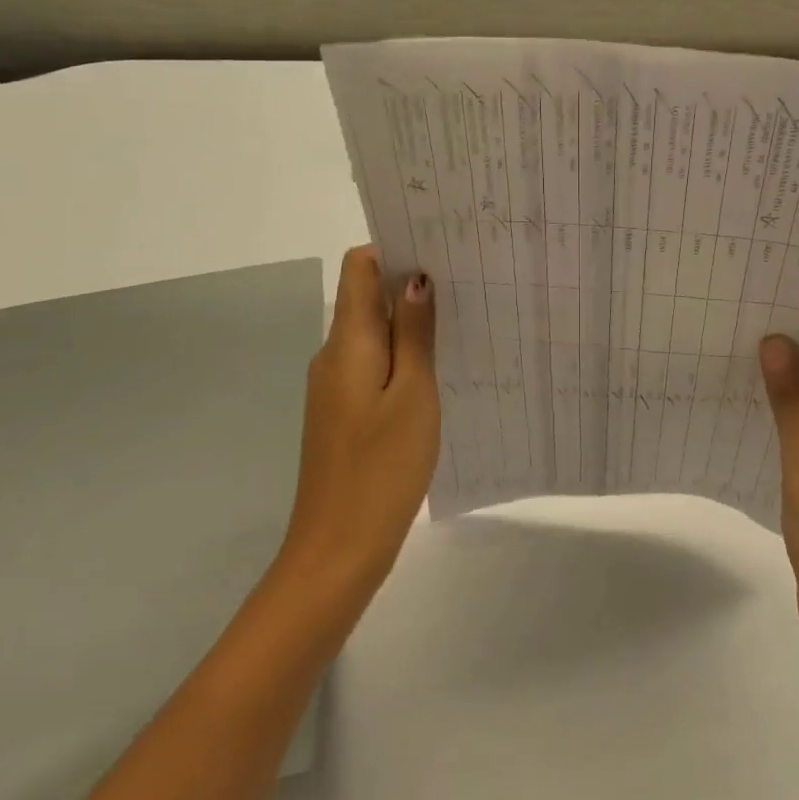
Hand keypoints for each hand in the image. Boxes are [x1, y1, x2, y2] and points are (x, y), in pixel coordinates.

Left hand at [282, 246, 439, 602]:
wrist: (337, 549)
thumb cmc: (382, 467)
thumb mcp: (413, 394)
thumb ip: (414, 334)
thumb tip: (415, 278)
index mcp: (346, 342)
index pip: (358, 267)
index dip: (393, 250)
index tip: (439, 251)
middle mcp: (333, 355)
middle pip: (365, 297)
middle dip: (409, 285)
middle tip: (465, 284)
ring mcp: (334, 387)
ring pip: (372, 335)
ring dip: (408, 324)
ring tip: (459, 323)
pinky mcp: (342, 414)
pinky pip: (372, 366)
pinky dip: (401, 358)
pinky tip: (437, 372)